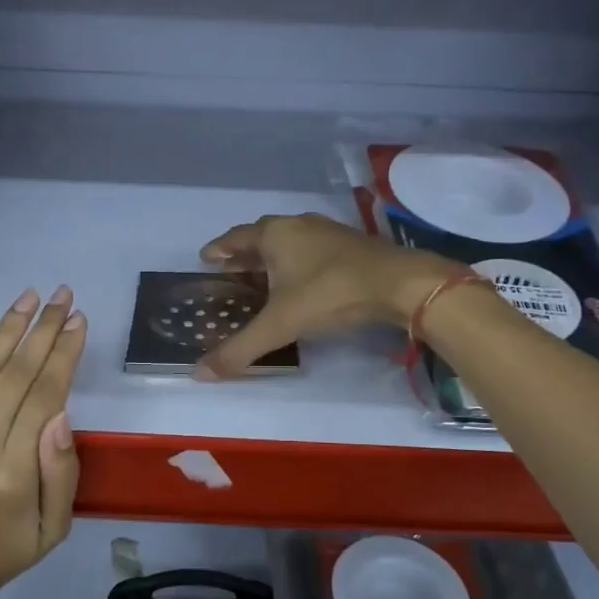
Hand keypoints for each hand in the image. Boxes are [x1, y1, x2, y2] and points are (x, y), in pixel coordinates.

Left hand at [0, 286, 86, 598]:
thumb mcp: (54, 528)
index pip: (42, 398)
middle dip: (41, 331)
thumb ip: (61, 472)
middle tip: (61, 295)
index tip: (77, 321)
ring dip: (5, 331)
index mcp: (11, 477)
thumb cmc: (4, 552)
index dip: (62, 355)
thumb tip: (60, 413)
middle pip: (12, 377)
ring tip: (28, 298)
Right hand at [194, 214, 462, 378]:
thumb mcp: (280, 325)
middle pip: (261, 237)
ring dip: (272, 258)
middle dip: (243, 255)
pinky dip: (296, 263)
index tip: (205, 259)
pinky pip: (310, 250)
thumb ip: (240, 349)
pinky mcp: (350, 245)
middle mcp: (297, 225)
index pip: (235, 238)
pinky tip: (301, 281)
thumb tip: (199, 373)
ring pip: (289, 242)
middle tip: (229, 273)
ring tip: (261, 278)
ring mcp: (326, 232)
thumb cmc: (329, 294)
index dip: (218, 250)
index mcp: (274, 234)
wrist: (399, 284)